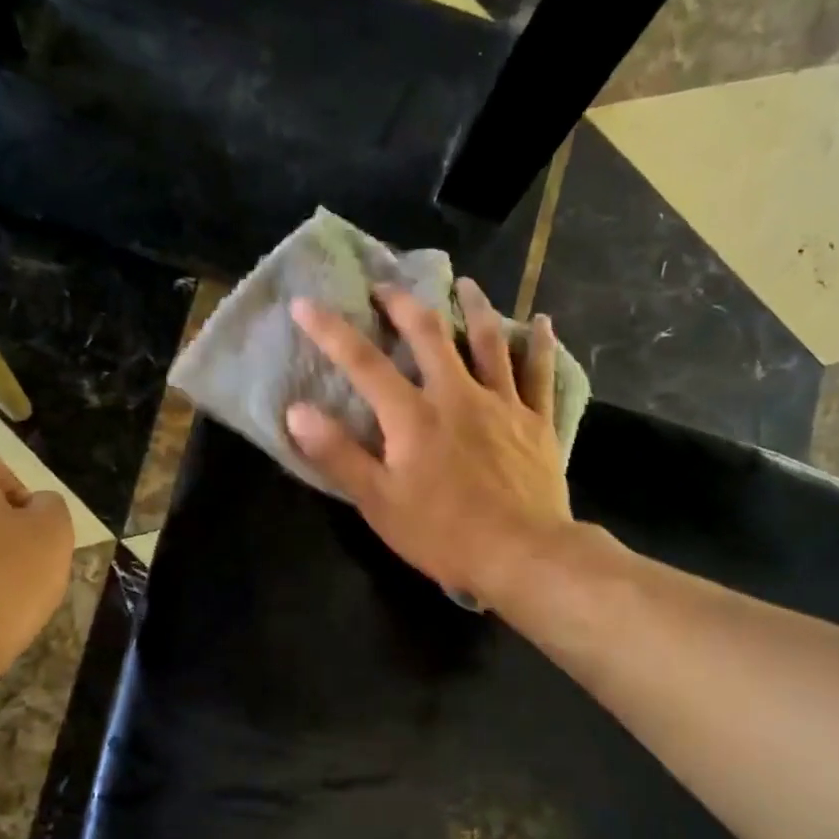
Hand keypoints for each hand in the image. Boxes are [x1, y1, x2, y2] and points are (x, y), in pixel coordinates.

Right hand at [286, 277, 572, 609]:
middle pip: (429, 335)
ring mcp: (502, 404)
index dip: (331, 331)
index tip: (306, 303)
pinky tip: (542, 322)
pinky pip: (539, 374)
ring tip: (465, 284)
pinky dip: (539, 345)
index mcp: (413, 416)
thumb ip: (338, 455)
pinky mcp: (536, 422)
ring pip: (488, 342)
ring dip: (474, 308)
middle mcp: (457, 396)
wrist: (522, 554)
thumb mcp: (378, 502)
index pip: (363, 363)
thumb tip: (297, 411)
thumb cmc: (443, 534)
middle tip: (386, 286)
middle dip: (403, 305)